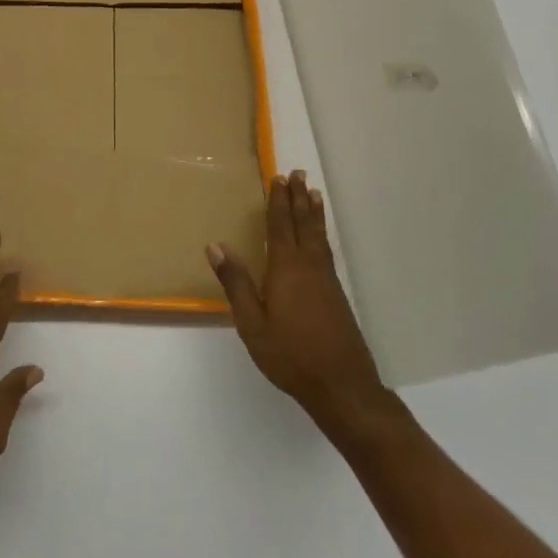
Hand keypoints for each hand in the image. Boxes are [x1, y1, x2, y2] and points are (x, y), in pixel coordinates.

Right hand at [208, 171, 390, 432]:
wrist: (341, 384)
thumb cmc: (290, 355)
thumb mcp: (252, 323)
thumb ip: (236, 283)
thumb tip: (215, 246)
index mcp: (285, 269)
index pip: (280, 227)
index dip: (277, 202)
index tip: (277, 178)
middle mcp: (308, 266)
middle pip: (302, 224)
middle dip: (298, 199)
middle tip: (298, 174)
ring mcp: (326, 279)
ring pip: (318, 236)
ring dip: (313, 212)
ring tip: (313, 193)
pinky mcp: (336, 293)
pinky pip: (326, 249)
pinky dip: (321, 233)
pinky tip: (319, 237)